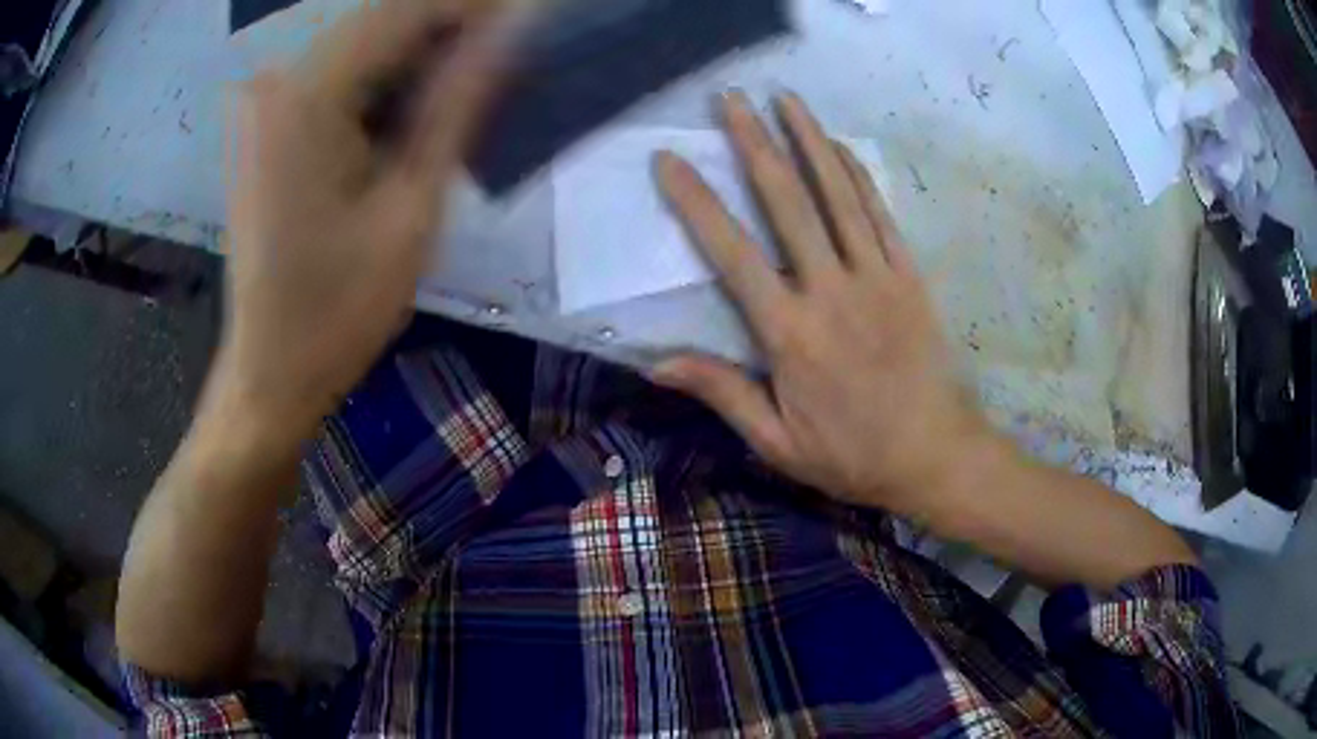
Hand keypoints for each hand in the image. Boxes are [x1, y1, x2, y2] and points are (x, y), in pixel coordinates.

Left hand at [217, 0, 507, 432]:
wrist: (270, 371)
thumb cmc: (338, 311)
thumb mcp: (411, 208)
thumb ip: (458, 106)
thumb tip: (510, 34)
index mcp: (307, 96)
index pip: (406, 11)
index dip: (475, 8)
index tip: (534, 20)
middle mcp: (278, 82)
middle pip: (382, 20)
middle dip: (450, 29)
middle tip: (512, 58)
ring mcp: (267, 102)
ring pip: (364, 45)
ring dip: (422, 55)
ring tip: (475, 86)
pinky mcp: (269, 124)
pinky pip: (340, 76)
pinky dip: (387, 81)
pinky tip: (419, 111)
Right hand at [652, 92, 989, 515]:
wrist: (934, 455)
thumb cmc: (852, 455)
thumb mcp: (777, 442)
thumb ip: (722, 393)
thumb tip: (657, 364)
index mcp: (789, 333)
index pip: (731, 253)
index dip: (696, 201)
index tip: (671, 159)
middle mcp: (830, 290)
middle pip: (787, 202)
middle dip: (754, 143)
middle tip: (730, 98)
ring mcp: (876, 277)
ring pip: (837, 195)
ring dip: (808, 140)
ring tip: (784, 98)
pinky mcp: (909, 276)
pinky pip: (880, 214)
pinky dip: (857, 175)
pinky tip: (837, 145)